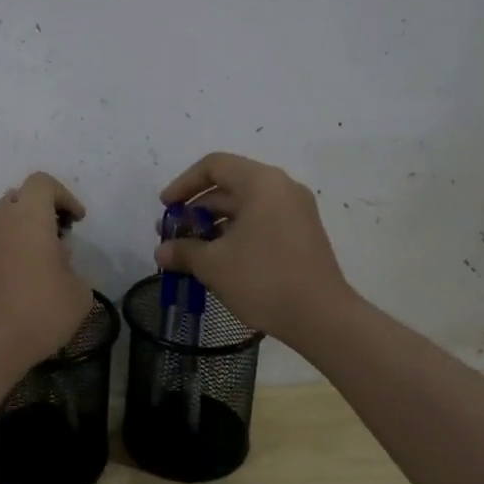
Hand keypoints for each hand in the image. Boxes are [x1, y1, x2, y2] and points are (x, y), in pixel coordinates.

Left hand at [0, 172, 95, 372]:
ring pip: (3, 220)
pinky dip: (10, 250)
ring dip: (24, 230)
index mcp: (28, 218)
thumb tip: (57, 260)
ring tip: (43, 261)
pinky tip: (23, 281)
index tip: (77, 221)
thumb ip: (72, 266)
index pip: (42, 182)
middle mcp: (0, 222)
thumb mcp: (78, 292)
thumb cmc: (39, 312)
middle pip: (19, 196)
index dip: (64, 195)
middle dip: (41, 209)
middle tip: (59, 236)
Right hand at [154, 152, 356, 348]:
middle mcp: (281, 187)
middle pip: (230, 184)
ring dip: (215, 223)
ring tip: (193, 251)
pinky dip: (237, 232)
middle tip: (174, 234)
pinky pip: (262, 220)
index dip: (183, 184)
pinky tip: (221, 260)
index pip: (214, 165)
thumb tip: (161, 252)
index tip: (165, 208)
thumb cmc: (264, 279)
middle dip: (197, 208)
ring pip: (246, 205)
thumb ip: (184, 251)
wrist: (322, 317)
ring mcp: (296, 210)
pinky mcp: (303, 233)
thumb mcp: (214, 264)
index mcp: (261, 182)